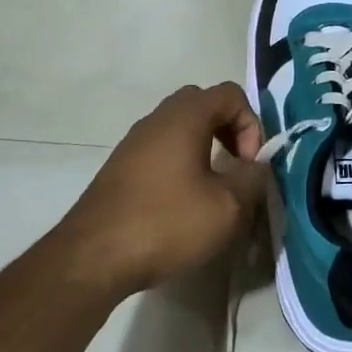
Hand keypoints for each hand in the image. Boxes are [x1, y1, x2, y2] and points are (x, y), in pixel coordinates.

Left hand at [55, 82, 267, 297]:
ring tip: (212, 188)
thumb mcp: (227, 207)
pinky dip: (180, 163)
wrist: (94, 256)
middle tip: (236, 167)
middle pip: (203, 104)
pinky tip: (182, 202)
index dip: (251, 124)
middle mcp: (157, 119)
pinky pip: (160, 149)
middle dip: (228, 130)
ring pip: (179, 127)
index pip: (230, 94)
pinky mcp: (120, 167)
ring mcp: (134, 142)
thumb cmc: (166, 223)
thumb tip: (258, 166)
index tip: (249, 164)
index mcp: (184, 117)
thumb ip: (252, 179)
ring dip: (204, 147)